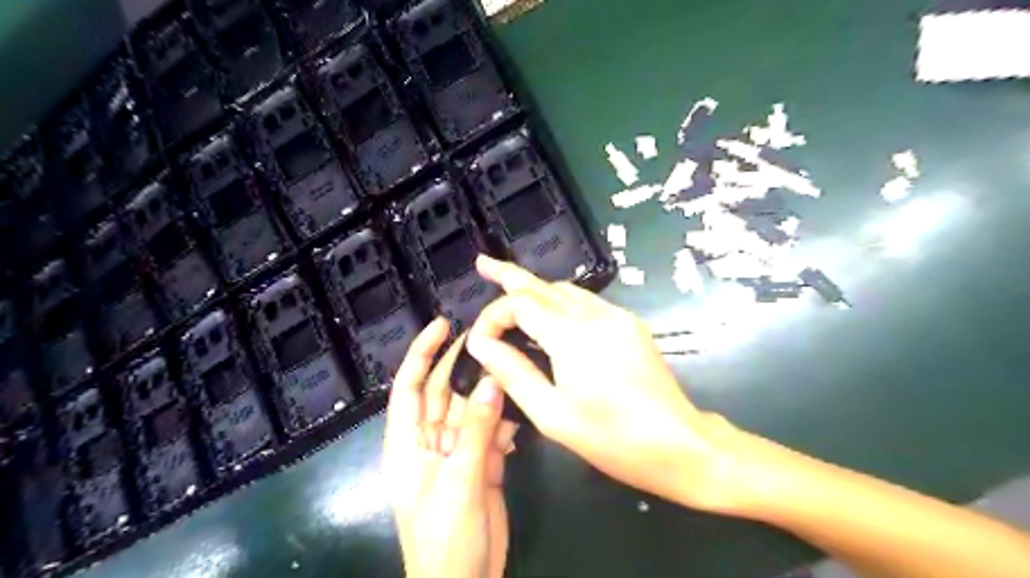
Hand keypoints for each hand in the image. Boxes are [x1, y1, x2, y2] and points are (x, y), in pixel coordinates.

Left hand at [384, 317, 518, 577]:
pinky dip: (505, 421)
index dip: (422, 353)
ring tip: (512, 365)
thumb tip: (492, 382)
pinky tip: (520, 412)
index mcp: (408, 443)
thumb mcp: (458, 482)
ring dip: (489, 392)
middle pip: (444, 392)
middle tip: (490, 337)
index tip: (443, 325)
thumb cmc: (446, 539)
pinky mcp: (481, 463)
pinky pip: (492, 432)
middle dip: (463, 365)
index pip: (408, 387)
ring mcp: (457, 452)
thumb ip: (475, 431)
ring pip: (472, 409)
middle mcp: (430, 441)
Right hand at [466, 257, 741, 514]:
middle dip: (510, 274)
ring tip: (508, 287)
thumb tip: (481, 344)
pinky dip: (559, 301)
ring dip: (535, 289)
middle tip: (483, 263)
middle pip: (543, 286)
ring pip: (566, 290)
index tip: (480, 341)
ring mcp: (616, 316)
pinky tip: (549, 315)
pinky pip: (586, 302)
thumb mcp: (552, 415)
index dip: (493, 315)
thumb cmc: (611, 438)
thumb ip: (513, 373)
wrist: (678, 443)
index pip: (520, 303)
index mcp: (572, 337)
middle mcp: (595, 315)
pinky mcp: (629, 324)